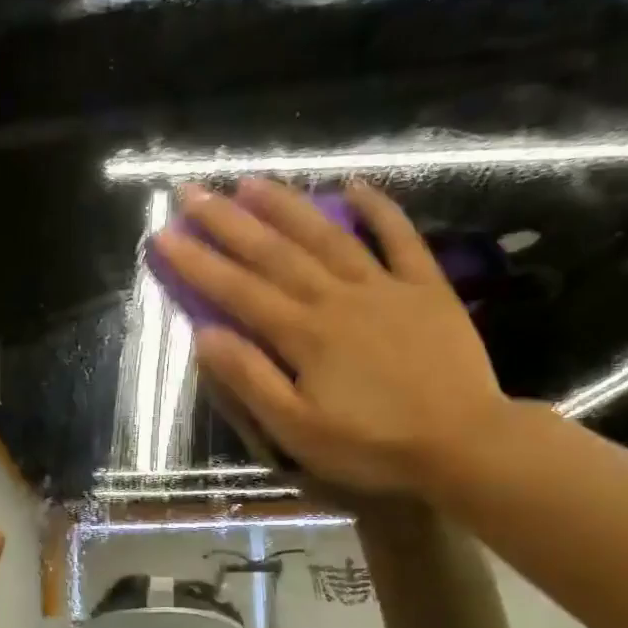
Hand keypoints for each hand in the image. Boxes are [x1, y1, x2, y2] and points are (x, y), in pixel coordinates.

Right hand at [152, 177, 511, 497]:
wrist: (463, 443)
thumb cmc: (372, 445)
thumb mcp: (297, 430)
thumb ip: (251, 380)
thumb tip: (205, 336)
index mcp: (303, 334)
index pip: (238, 290)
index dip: (197, 262)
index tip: (163, 235)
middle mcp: (337, 297)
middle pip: (275, 252)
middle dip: (228, 221)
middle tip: (191, 192)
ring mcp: (385, 287)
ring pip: (327, 235)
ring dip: (286, 205)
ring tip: (250, 181)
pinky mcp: (426, 289)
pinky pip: (400, 239)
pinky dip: (378, 211)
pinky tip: (353, 187)